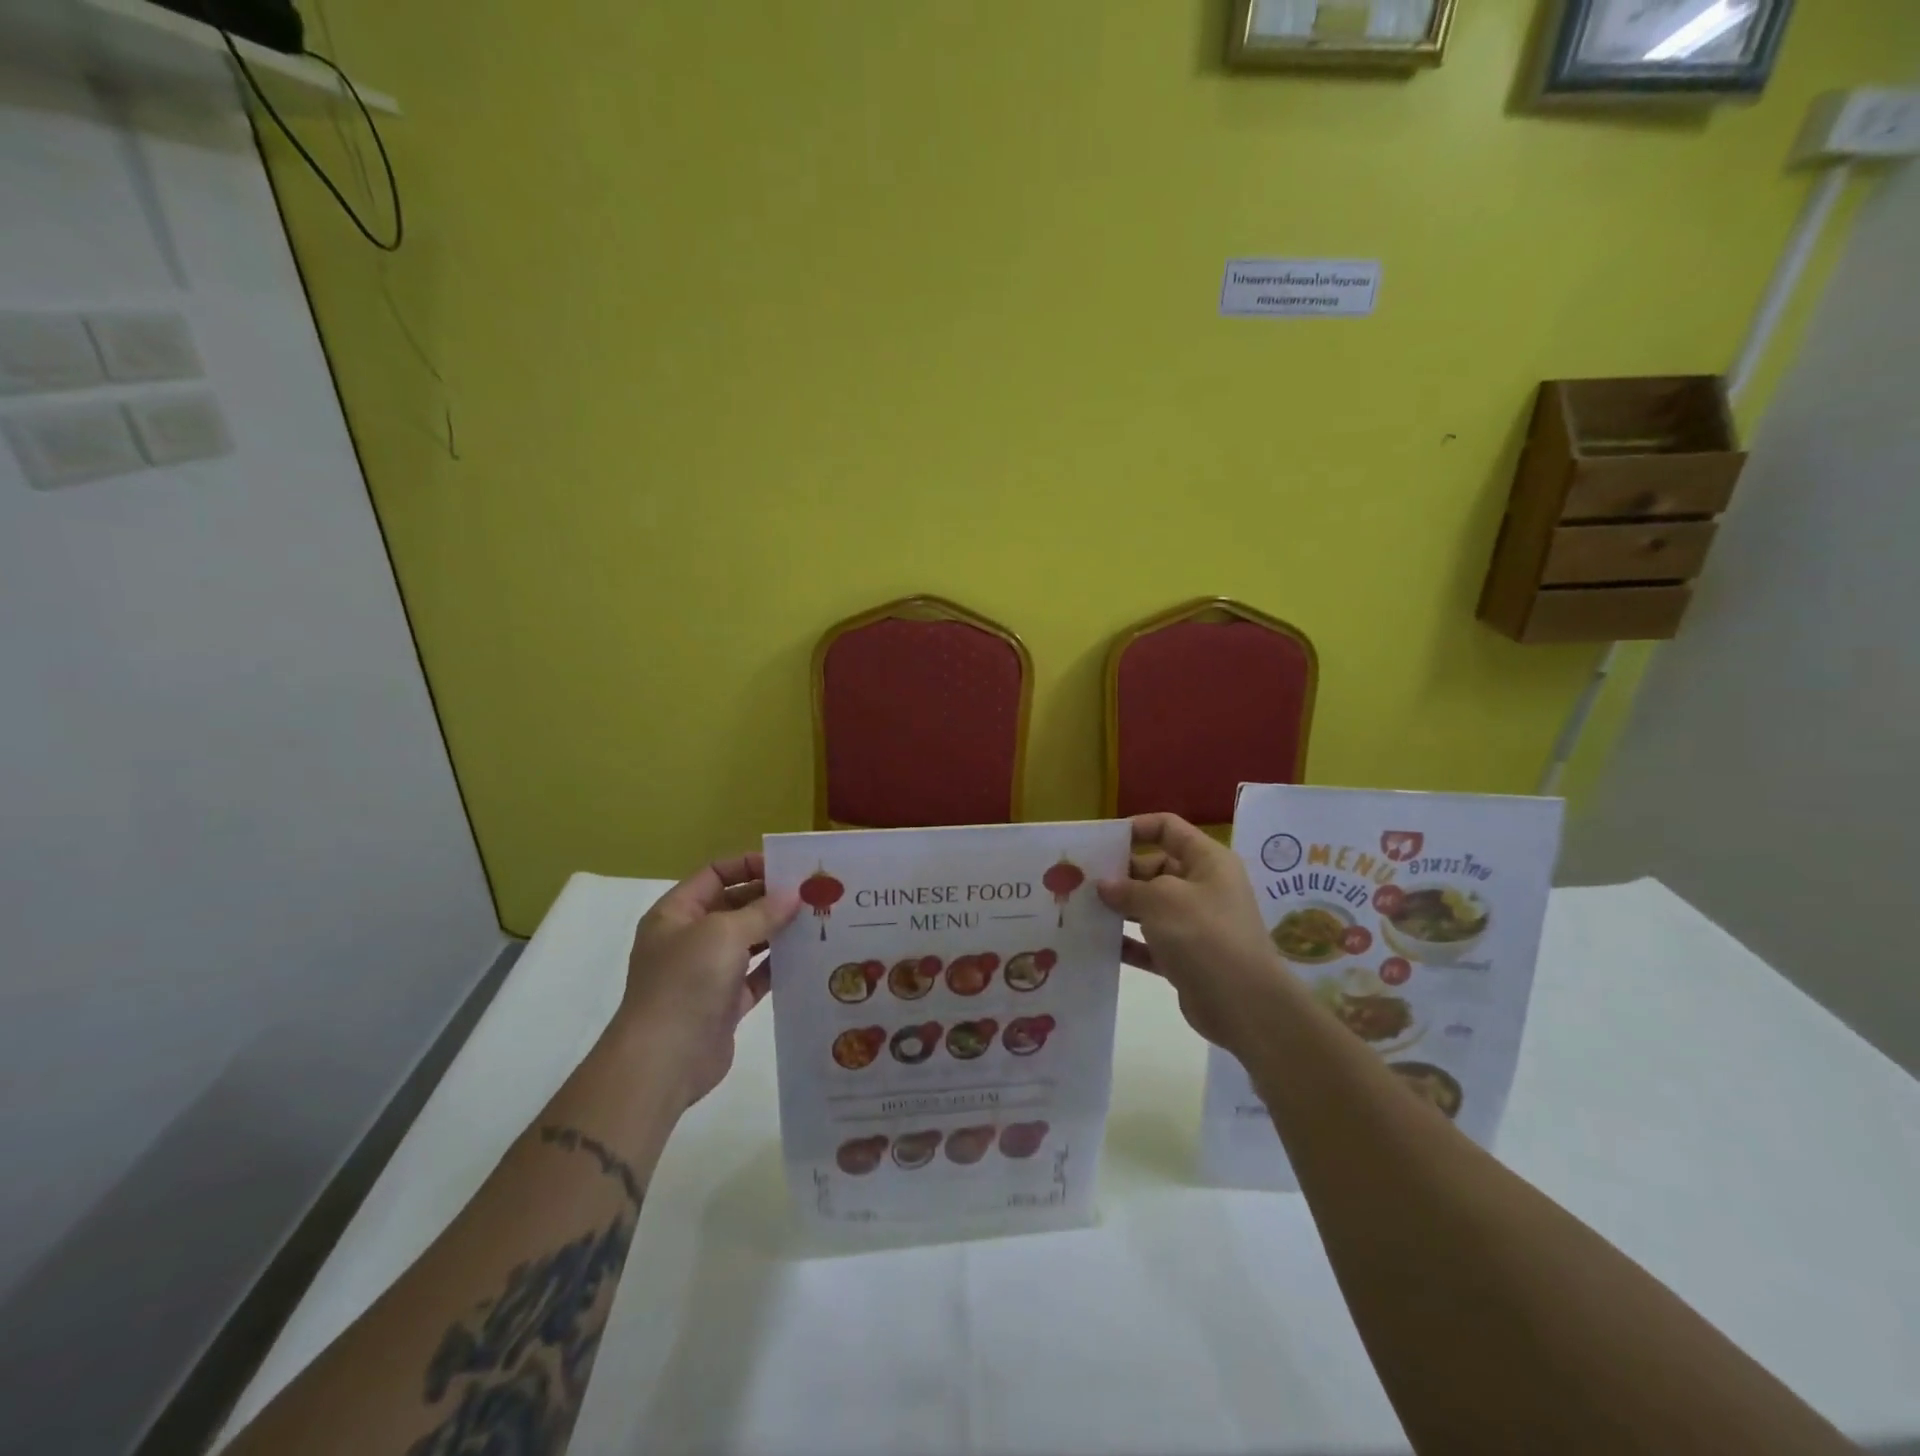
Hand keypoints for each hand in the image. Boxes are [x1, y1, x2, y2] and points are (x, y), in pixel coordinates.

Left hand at [618, 854, 797, 1108]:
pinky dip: (779, 965)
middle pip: (734, 905)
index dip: (748, 865)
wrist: (664, 1061)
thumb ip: (762, 911)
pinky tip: (808, 955)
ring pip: (749, 941)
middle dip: (770, 898)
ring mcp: (707, 972)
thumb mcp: (723, 933)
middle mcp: (689, 939)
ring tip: (818, 919)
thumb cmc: (686, 982)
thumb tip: (793, 894)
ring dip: (778, 930)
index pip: (714, 874)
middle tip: (813, 893)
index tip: (788, 867)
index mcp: (676, 913)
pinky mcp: (725, 1004)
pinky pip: (757, 976)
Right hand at [1098, 813, 1294, 1054]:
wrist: (1244, 1005)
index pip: (1168, 828)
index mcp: (1207, 860)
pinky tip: (1099, 943)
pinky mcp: (1186, 957)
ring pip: (1150, 906)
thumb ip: (1128, 888)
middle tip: (1081, 881)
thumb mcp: (1162, 900)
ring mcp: (1195, 924)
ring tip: (1081, 910)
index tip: (1101, 842)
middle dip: (1120, 873)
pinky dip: (1128, 941)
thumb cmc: (1204, 935)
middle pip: (1154, 867)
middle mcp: (1203, 886)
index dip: (1135, 828)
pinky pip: (1150, 942)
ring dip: (1120, 908)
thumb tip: (1104, 885)